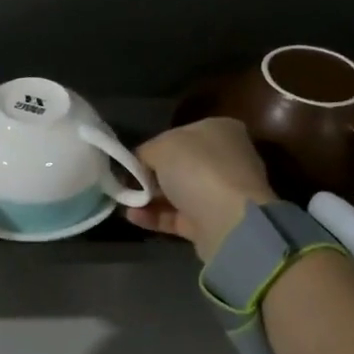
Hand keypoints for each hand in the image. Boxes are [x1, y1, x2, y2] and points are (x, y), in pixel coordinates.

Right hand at [125, 118, 278, 260]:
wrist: (229, 222)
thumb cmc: (198, 169)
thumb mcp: (161, 147)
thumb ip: (146, 152)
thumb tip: (141, 162)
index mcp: (220, 130)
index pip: (180, 134)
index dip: (154, 145)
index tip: (133, 159)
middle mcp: (226, 159)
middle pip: (180, 165)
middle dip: (152, 174)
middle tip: (126, 180)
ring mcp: (222, 193)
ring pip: (178, 192)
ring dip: (150, 197)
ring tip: (124, 200)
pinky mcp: (214, 223)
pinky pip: (178, 216)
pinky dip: (156, 216)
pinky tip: (133, 216)